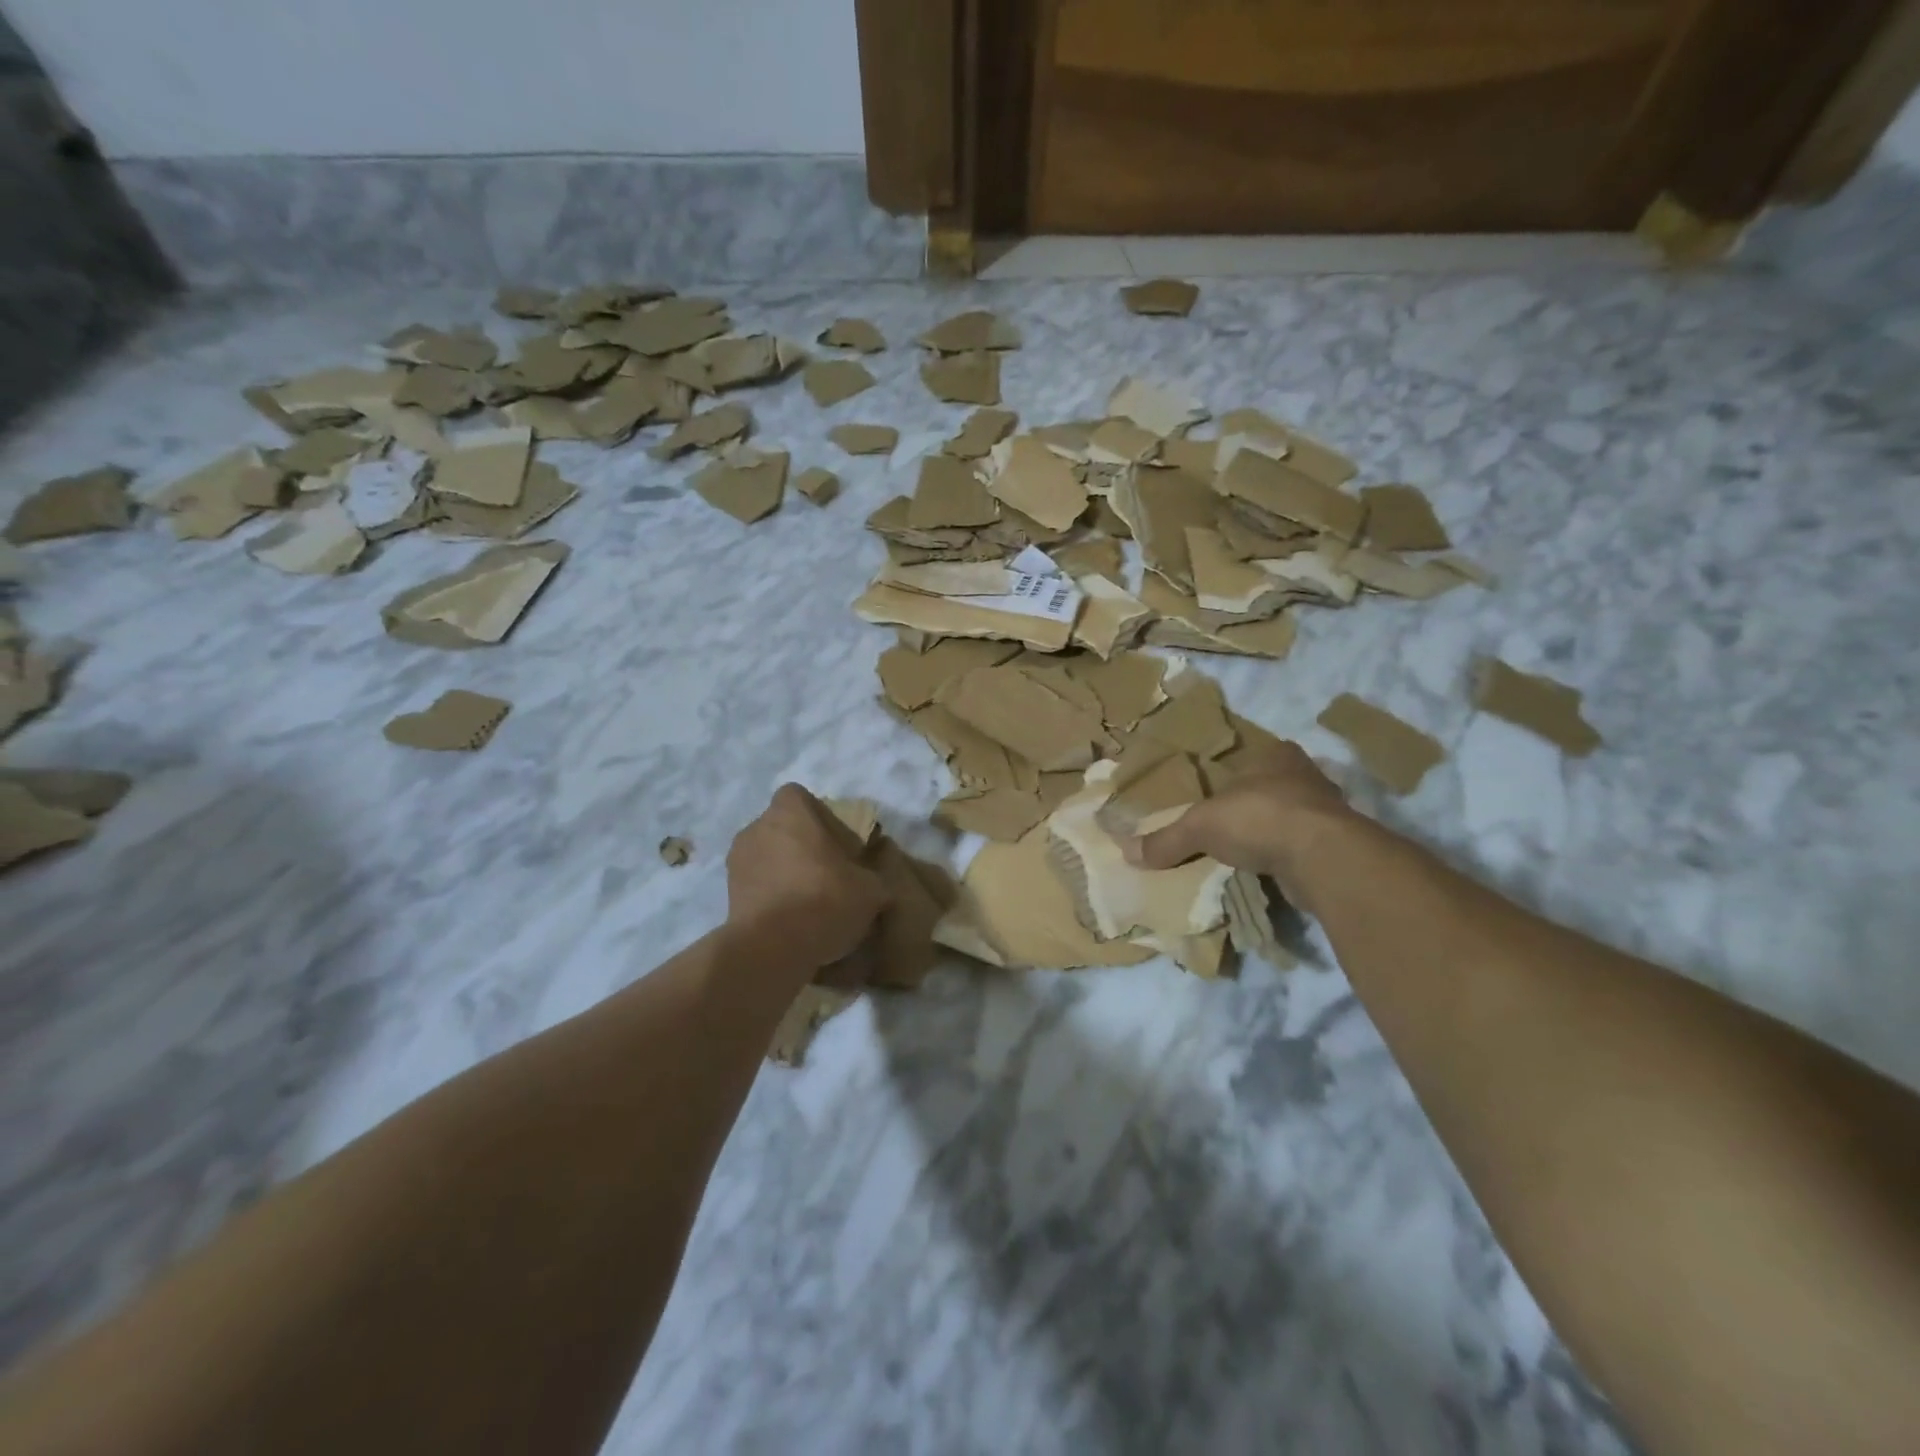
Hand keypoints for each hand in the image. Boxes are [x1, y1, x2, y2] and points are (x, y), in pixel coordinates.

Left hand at [726, 785, 889, 979]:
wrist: (773, 949)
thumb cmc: (825, 899)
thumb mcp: (870, 889)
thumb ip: (873, 878)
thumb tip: (874, 884)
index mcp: (789, 812)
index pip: (798, 796)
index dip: (817, 815)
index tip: (835, 841)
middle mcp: (756, 828)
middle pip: (781, 828)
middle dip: (801, 846)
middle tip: (827, 873)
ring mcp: (736, 863)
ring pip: (766, 858)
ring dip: (784, 873)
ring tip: (808, 903)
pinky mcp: (727, 896)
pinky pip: (756, 888)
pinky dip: (771, 898)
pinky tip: (792, 922)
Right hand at [1124, 740, 1357, 913]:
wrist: (1322, 857)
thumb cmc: (1258, 818)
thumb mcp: (1199, 827)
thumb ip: (1166, 840)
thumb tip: (1126, 853)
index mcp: (1275, 755)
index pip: (1248, 759)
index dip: (1230, 775)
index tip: (1214, 796)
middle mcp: (1304, 775)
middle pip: (1269, 788)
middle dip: (1249, 806)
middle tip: (1224, 826)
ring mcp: (1326, 811)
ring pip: (1288, 819)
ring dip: (1269, 834)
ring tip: (1242, 852)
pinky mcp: (1336, 845)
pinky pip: (1300, 848)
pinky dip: (1284, 859)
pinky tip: (1267, 871)